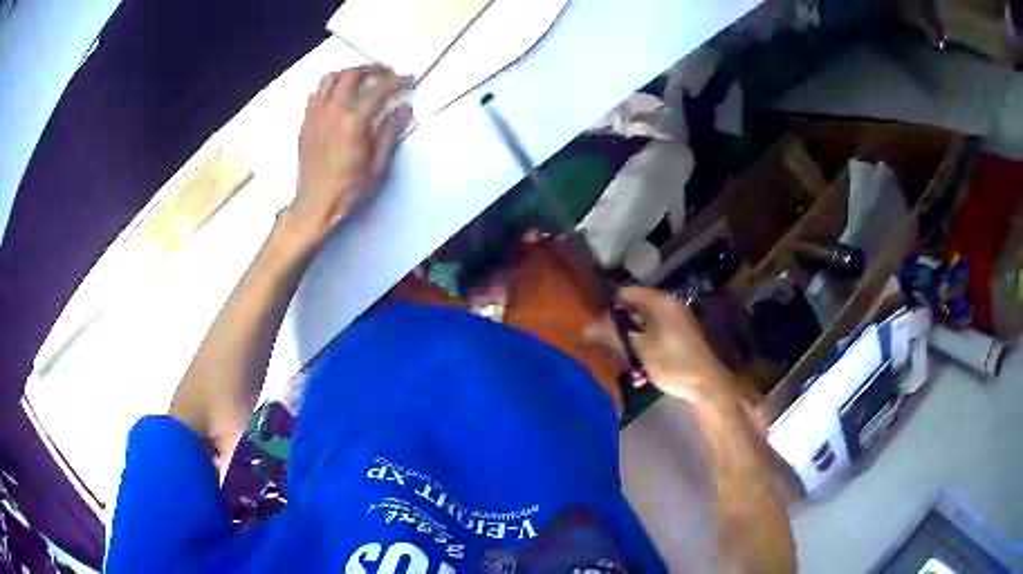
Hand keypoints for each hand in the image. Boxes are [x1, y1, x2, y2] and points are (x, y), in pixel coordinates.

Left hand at [285, 66, 412, 249]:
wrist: (315, 205)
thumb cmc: (349, 190)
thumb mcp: (378, 166)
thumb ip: (390, 132)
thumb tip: (404, 108)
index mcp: (353, 122)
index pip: (378, 90)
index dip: (396, 81)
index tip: (408, 80)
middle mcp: (332, 112)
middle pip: (351, 75)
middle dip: (372, 69)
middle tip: (387, 73)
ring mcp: (315, 116)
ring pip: (330, 78)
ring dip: (349, 73)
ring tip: (363, 79)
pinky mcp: (306, 123)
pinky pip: (316, 93)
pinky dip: (330, 87)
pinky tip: (340, 95)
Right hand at [586, 287, 736, 408]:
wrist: (707, 385)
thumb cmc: (673, 364)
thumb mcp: (640, 350)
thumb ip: (614, 335)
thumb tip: (586, 327)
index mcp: (660, 302)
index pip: (626, 293)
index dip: (608, 307)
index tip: (594, 325)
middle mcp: (669, 306)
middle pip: (634, 311)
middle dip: (619, 331)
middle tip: (606, 349)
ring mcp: (676, 321)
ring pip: (644, 328)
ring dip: (632, 347)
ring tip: (627, 368)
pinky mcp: (680, 337)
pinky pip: (655, 338)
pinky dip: (645, 352)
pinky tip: (641, 375)